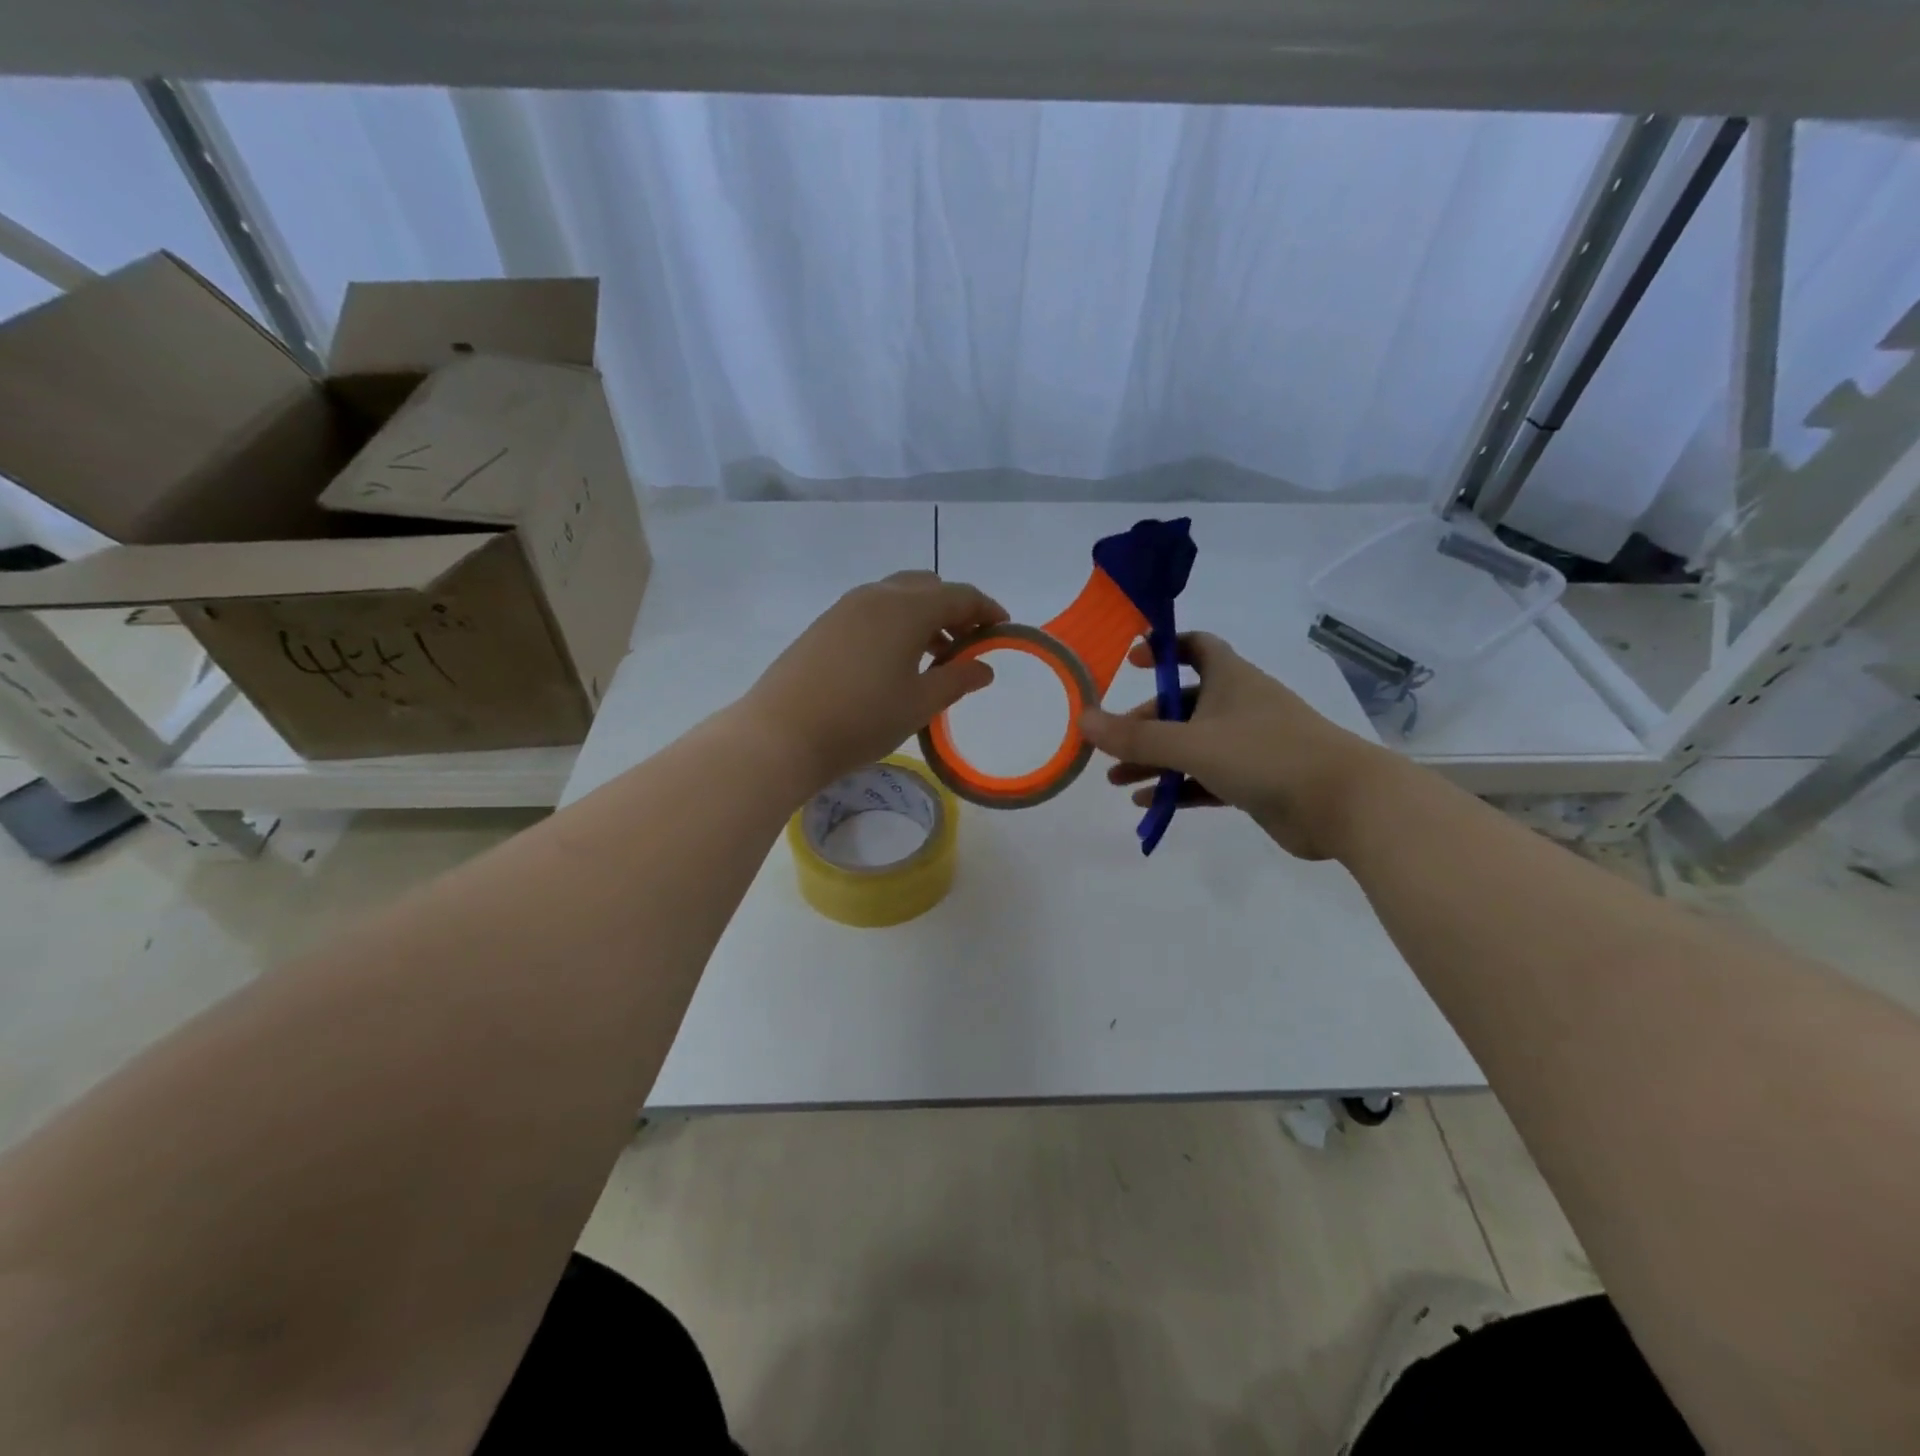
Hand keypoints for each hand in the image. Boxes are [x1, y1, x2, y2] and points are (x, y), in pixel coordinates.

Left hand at [740, 571, 1008, 790]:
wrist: (781, 734)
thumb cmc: (862, 719)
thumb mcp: (920, 703)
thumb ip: (958, 680)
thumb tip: (984, 667)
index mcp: (907, 608)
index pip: (960, 595)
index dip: (987, 610)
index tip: (1003, 630)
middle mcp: (877, 595)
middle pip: (928, 587)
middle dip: (955, 609)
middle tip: (967, 645)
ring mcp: (846, 607)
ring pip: (898, 596)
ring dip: (924, 617)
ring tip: (934, 657)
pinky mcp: (825, 625)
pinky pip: (873, 610)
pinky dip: (896, 624)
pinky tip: (894, 661)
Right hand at [1077, 631, 1389, 860]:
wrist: (1342, 804)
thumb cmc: (1265, 755)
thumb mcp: (1192, 743)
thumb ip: (1135, 737)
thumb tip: (1083, 720)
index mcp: (1230, 679)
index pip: (1195, 647)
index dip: (1162, 650)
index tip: (1130, 664)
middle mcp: (1238, 706)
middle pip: (1181, 706)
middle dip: (1144, 725)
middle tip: (1110, 747)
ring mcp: (1248, 745)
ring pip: (1191, 746)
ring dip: (1154, 761)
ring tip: (1116, 781)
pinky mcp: (1255, 780)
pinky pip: (1206, 779)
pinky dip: (1177, 788)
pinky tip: (1147, 804)